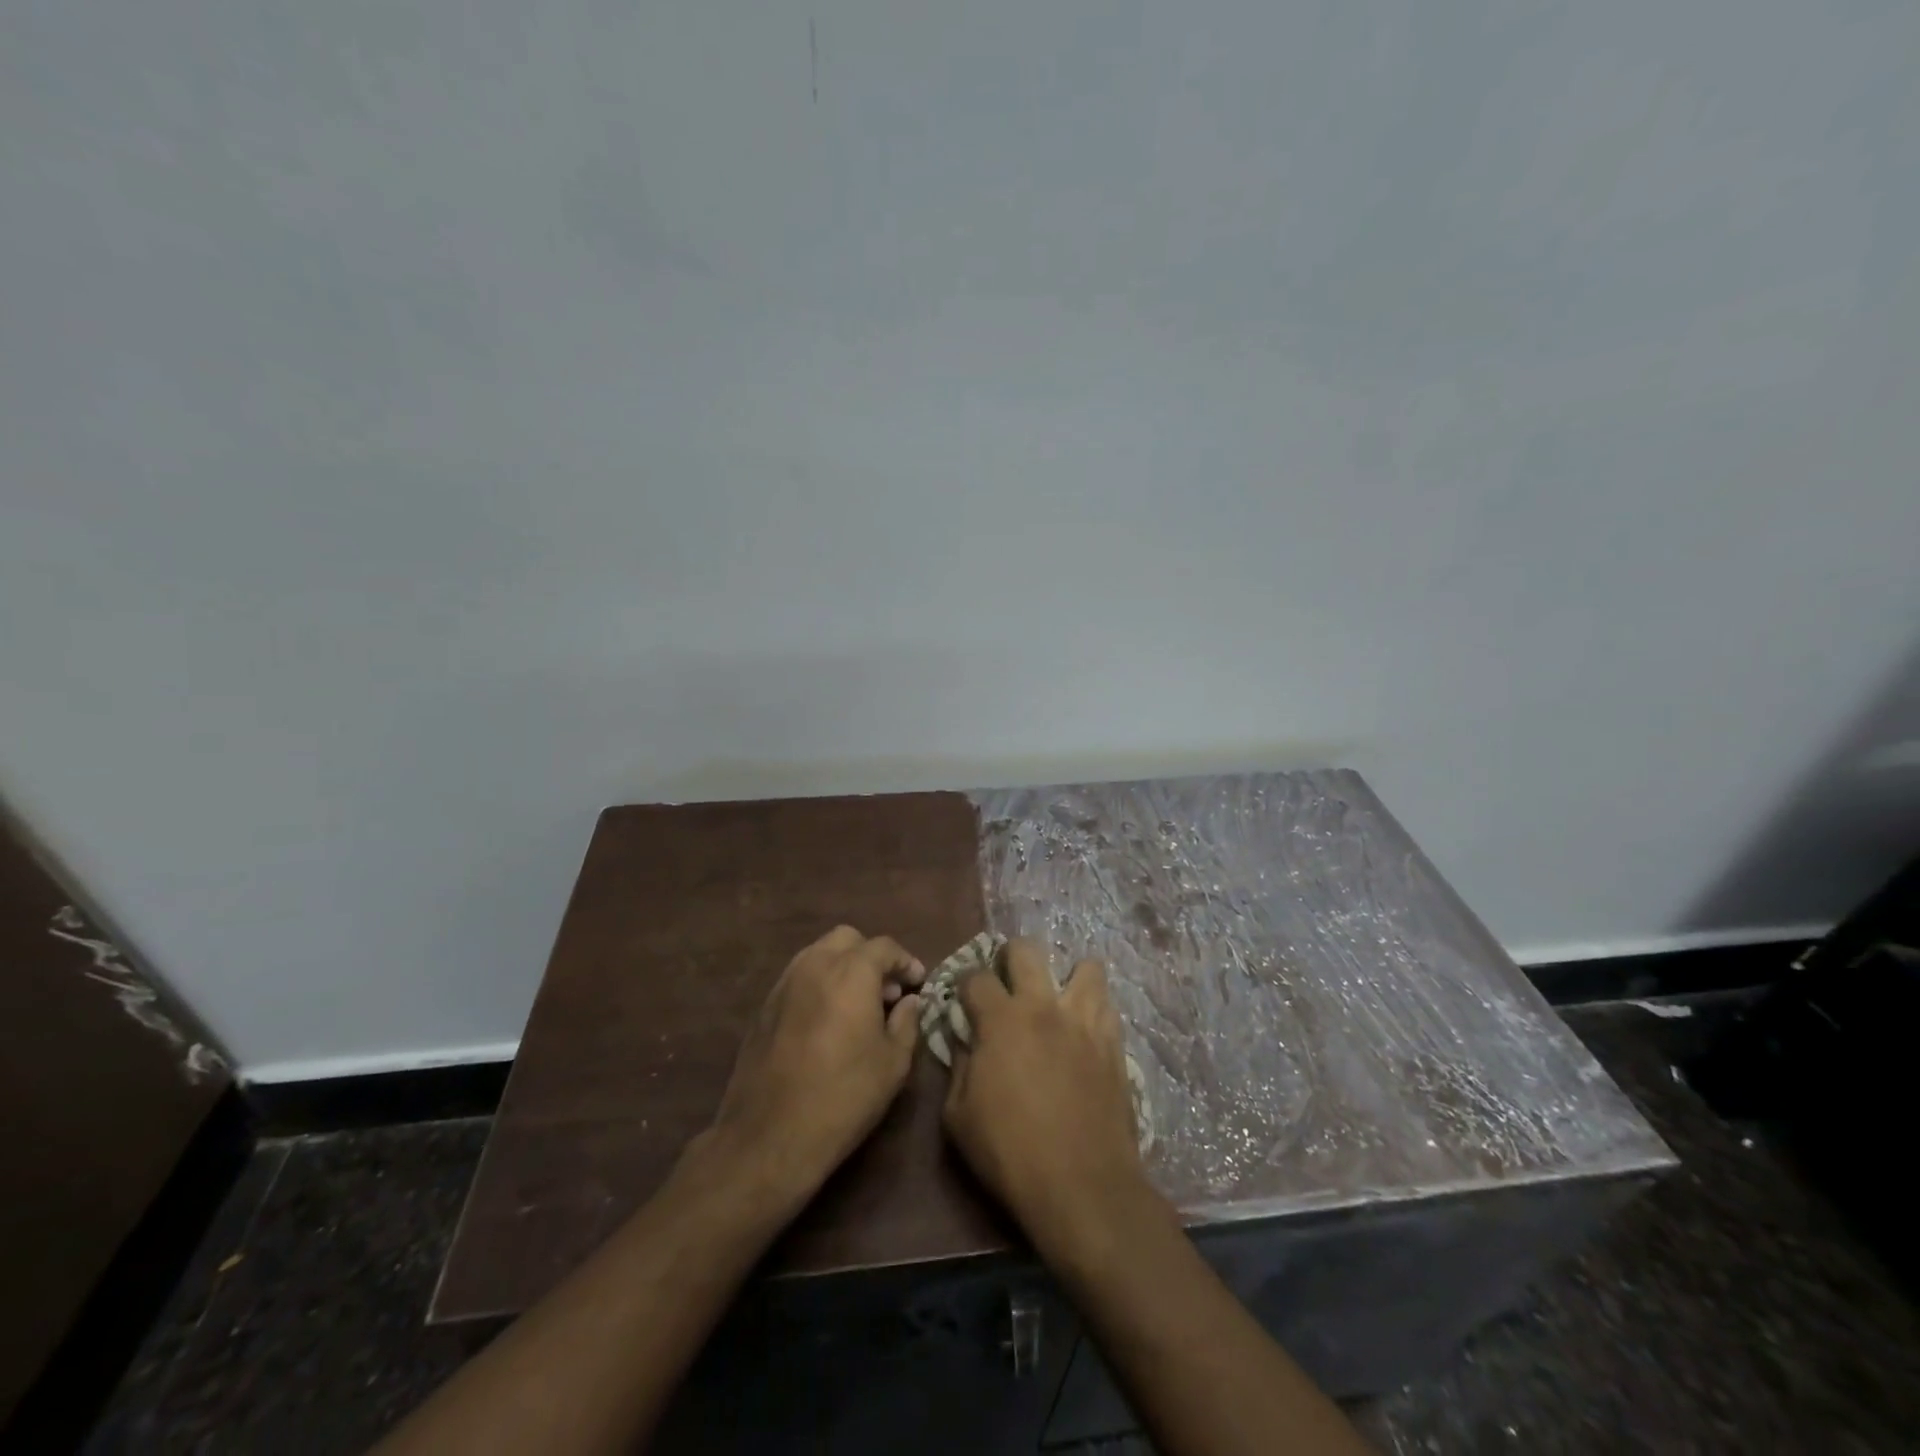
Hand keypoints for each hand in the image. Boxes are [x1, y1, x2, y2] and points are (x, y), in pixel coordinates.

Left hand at [703, 926, 925, 1203]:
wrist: (770, 1136)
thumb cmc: (844, 1096)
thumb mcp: (893, 1063)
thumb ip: (906, 1022)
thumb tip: (909, 1001)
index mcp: (851, 971)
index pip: (884, 946)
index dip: (905, 961)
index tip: (918, 982)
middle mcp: (815, 965)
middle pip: (848, 939)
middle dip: (871, 956)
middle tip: (887, 990)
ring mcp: (784, 983)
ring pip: (819, 954)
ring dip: (843, 967)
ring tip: (858, 1005)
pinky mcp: (765, 1006)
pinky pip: (799, 977)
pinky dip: (820, 984)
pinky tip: (828, 1020)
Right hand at [942, 939, 1152, 1253]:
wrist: (1082, 1186)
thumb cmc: (1010, 1153)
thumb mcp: (958, 1118)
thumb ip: (959, 1068)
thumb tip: (965, 1042)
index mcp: (1001, 1020)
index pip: (976, 976)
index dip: (965, 984)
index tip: (965, 999)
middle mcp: (1043, 1007)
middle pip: (1027, 949)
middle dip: (1011, 957)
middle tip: (1009, 982)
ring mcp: (1084, 1021)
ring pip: (1085, 966)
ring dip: (1067, 976)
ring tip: (1058, 998)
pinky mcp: (1113, 1043)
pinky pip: (1108, 1005)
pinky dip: (1094, 1007)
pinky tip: (1084, 1028)